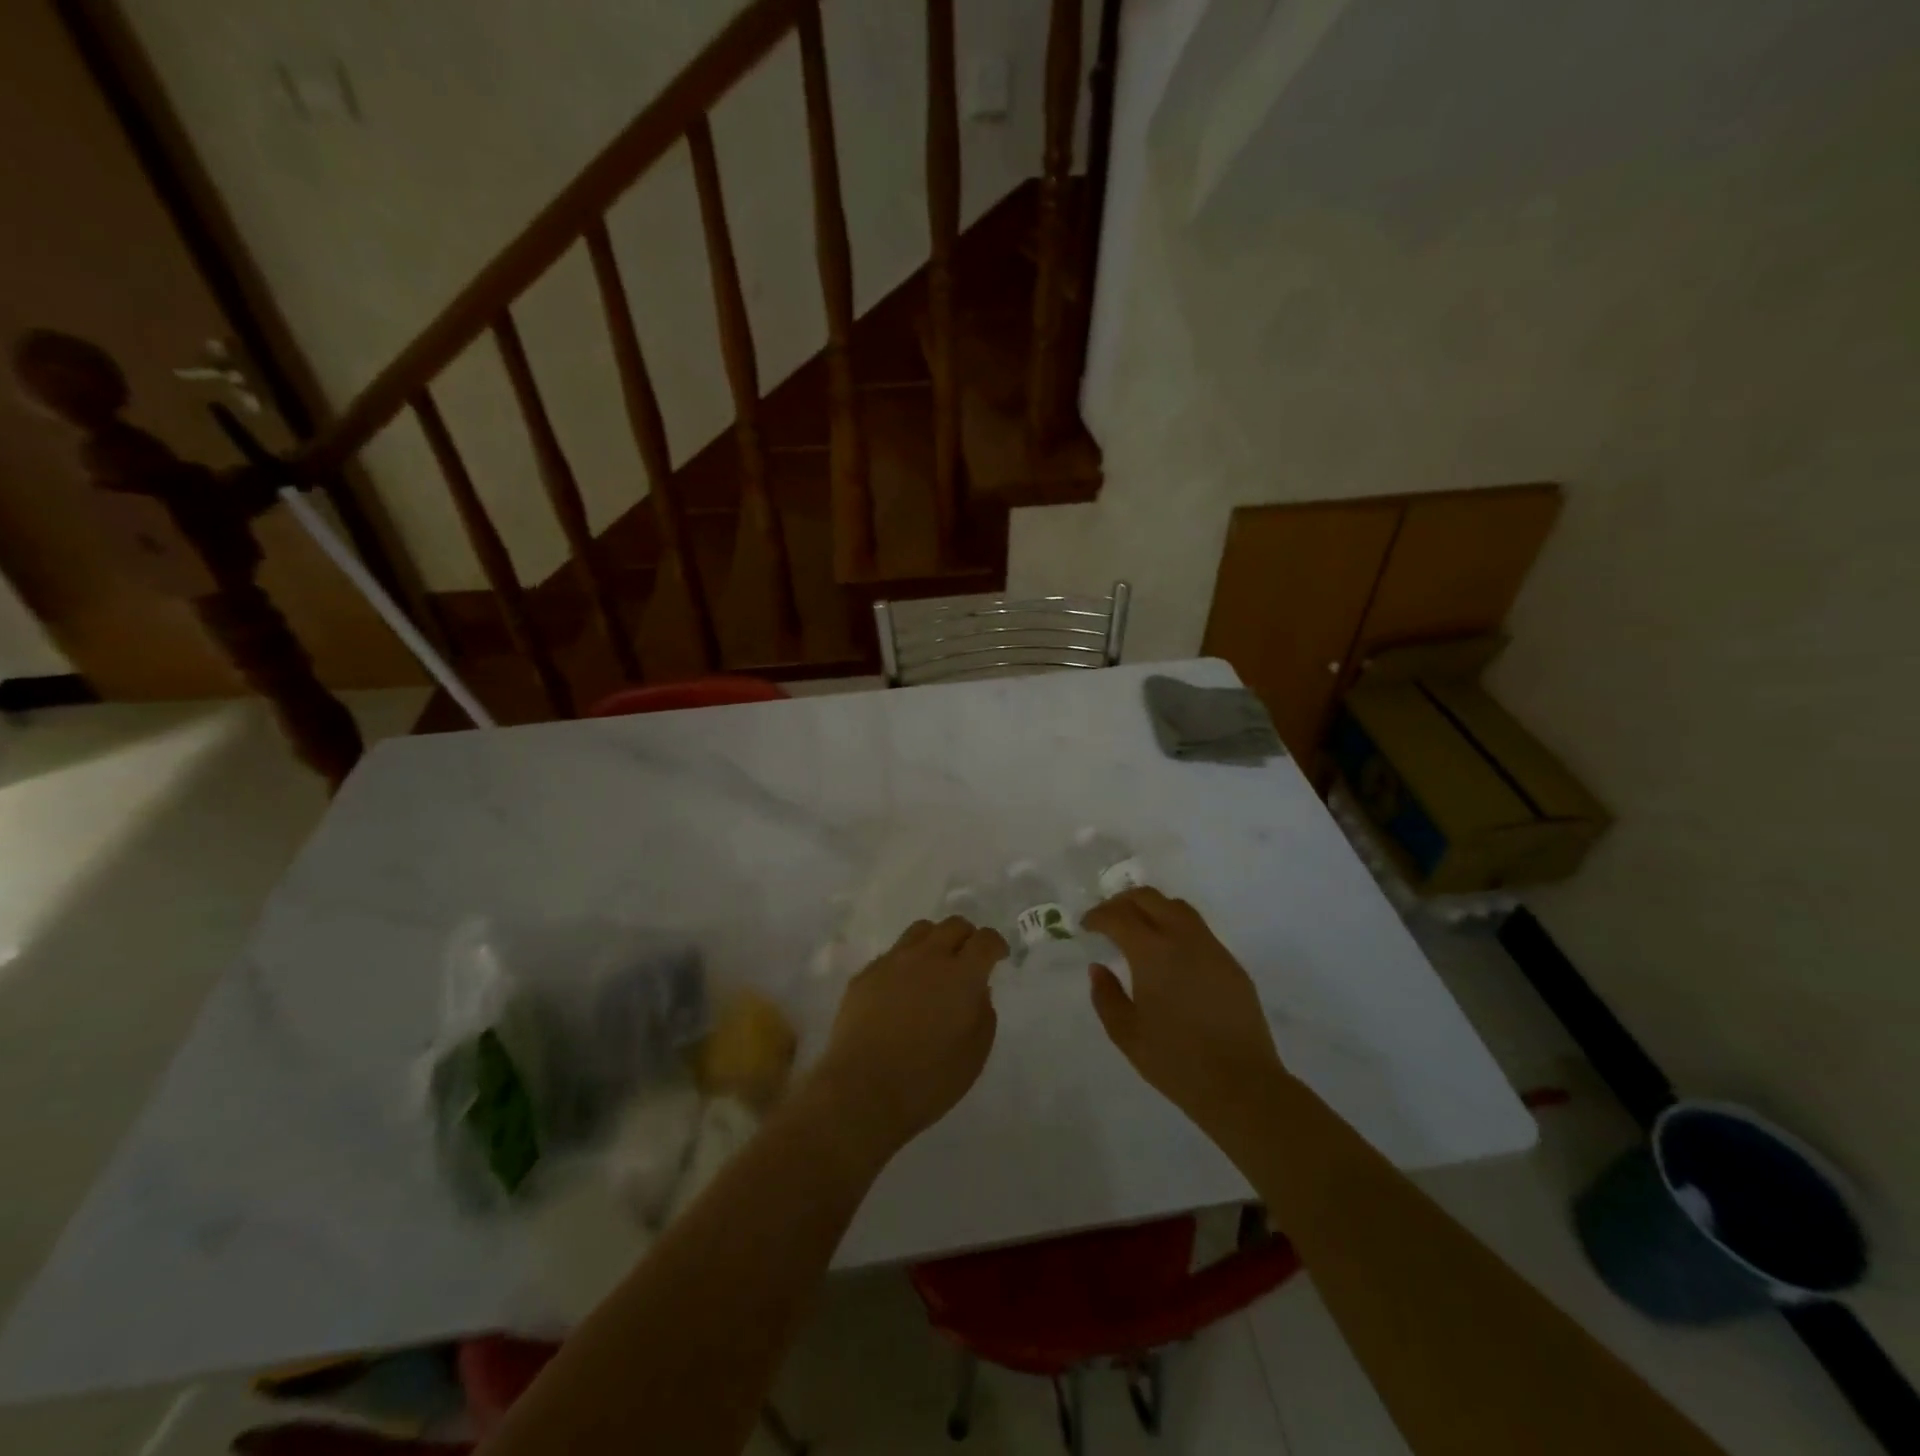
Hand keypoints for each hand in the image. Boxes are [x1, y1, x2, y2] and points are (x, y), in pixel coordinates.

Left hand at [805, 916, 1006, 1168]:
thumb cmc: (928, 1080)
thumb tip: (978, 991)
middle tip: (969, 960)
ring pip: (920, 931)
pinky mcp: (865, 974)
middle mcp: (927, 957)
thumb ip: (983, 1014)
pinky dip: (906, 962)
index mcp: (961, 975)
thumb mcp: (974, 1055)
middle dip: (967, 937)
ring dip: (935, 941)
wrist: (861, 1091)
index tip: (999, 957)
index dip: (996, 944)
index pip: (985, 940)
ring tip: (935, 966)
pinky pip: (892, 954)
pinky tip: (902, 990)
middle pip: (953, 925)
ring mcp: (892, 962)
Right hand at [1082, 889, 1287, 1137]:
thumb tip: (1099, 968)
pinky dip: (1175, 926)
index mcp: (1152, 952)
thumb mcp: (1127, 1034)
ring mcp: (1211, 948)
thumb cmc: (1176, 1060)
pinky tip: (1170, 953)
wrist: (1242, 1084)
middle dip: (1123, 902)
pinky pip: (1198, 929)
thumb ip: (1106, 996)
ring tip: (1139, 927)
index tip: (1086, 926)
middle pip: (1149, 898)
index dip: (1097, 916)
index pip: (1118, 916)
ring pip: (1177, 907)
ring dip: (1152, 908)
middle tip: (1108, 918)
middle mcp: (1182, 938)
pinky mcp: (1231, 963)